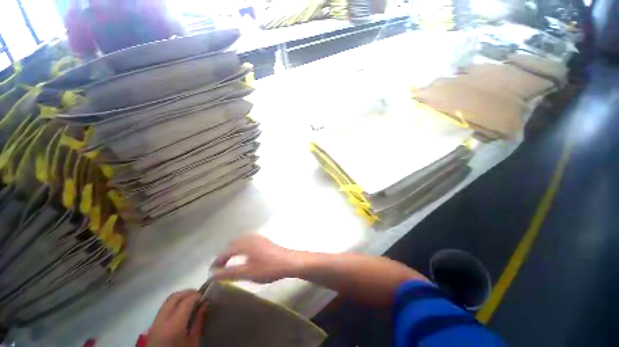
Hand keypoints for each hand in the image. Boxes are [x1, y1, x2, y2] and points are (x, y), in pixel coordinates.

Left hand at [147, 290, 205, 346]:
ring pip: (167, 301)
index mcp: (174, 325)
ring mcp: (155, 322)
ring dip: (180, 297)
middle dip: (187, 292)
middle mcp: (162, 320)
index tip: (205, 295)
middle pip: (174, 297)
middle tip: (198, 295)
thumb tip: (205, 303)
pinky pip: (163, 308)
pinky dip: (173, 304)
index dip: (197, 295)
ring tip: (190, 300)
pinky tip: (181, 309)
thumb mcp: (193, 341)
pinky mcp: (152, 325)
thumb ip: (198, 321)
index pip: (186, 301)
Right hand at [210, 235, 301, 283]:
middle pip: (232, 243)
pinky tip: (245, 256)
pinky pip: (248, 241)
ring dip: (233, 250)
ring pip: (241, 241)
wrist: (289, 261)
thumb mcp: (247, 273)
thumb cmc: (268, 268)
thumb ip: (229, 273)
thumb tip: (213, 274)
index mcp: (245, 244)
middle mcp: (250, 237)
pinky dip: (241, 247)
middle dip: (225, 254)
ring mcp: (258, 237)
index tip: (212, 272)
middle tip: (221, 267)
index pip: (226, 251)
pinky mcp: (264, 240)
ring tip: (231, 262)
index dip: (217, 261)